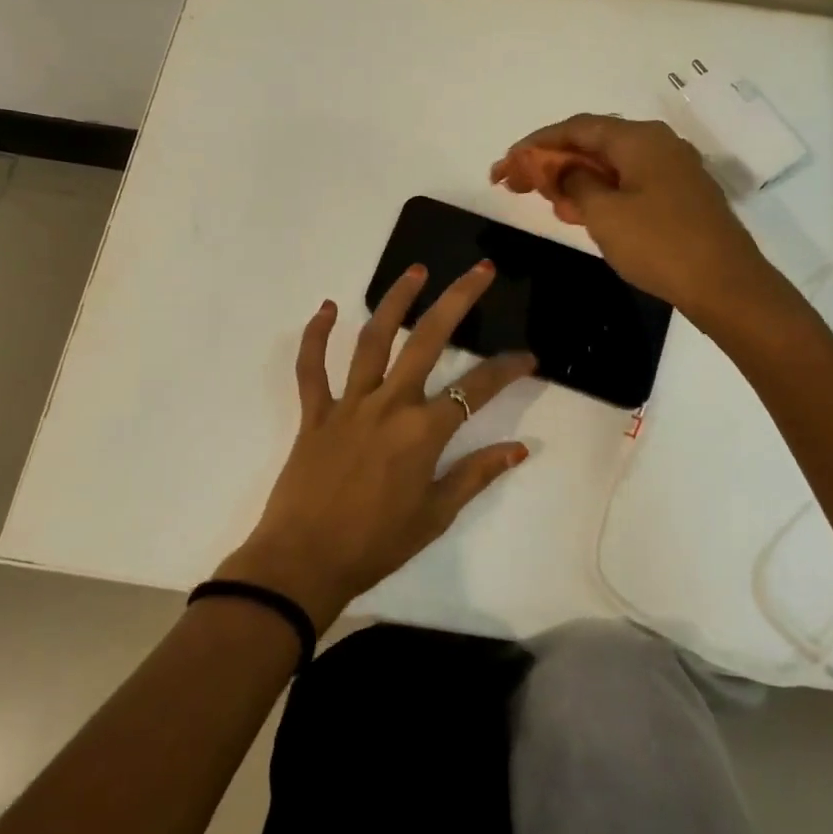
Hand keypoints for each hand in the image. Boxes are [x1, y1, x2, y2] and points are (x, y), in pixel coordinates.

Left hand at [215, 262, 536, 631]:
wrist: (303, 562)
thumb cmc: (375, 544)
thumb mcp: (435, 515)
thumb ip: (475, 475)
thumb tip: (519, 450)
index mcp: (422, 432)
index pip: (476, 390)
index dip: (507, 370)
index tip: (529, 357)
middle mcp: (388, 405)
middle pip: (427, 340)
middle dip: (457, 301)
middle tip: (479, 271)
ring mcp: (348, 404)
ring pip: (373, 340)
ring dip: (394, 301)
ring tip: (416, 270)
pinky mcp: (314, 413)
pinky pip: (311, 368)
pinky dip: (315, 336)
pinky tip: (325, 308)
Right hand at [491, 114, 775, 321]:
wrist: (725, 284)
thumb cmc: (659, 244)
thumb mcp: (604, 214)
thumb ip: (576, 183)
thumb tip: (567, 170)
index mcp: (639, 139)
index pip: (577, 127)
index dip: (537, 143)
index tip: (507, 162)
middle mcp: (658, 144)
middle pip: (594, 143)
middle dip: (553, 161)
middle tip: (517, 183)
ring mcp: (673, 169)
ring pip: (612, 165)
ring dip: (575, 178)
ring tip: (544, 199)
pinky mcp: (680, 195)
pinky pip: (630, 183)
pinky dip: (600, 192)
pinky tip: (581, 213)